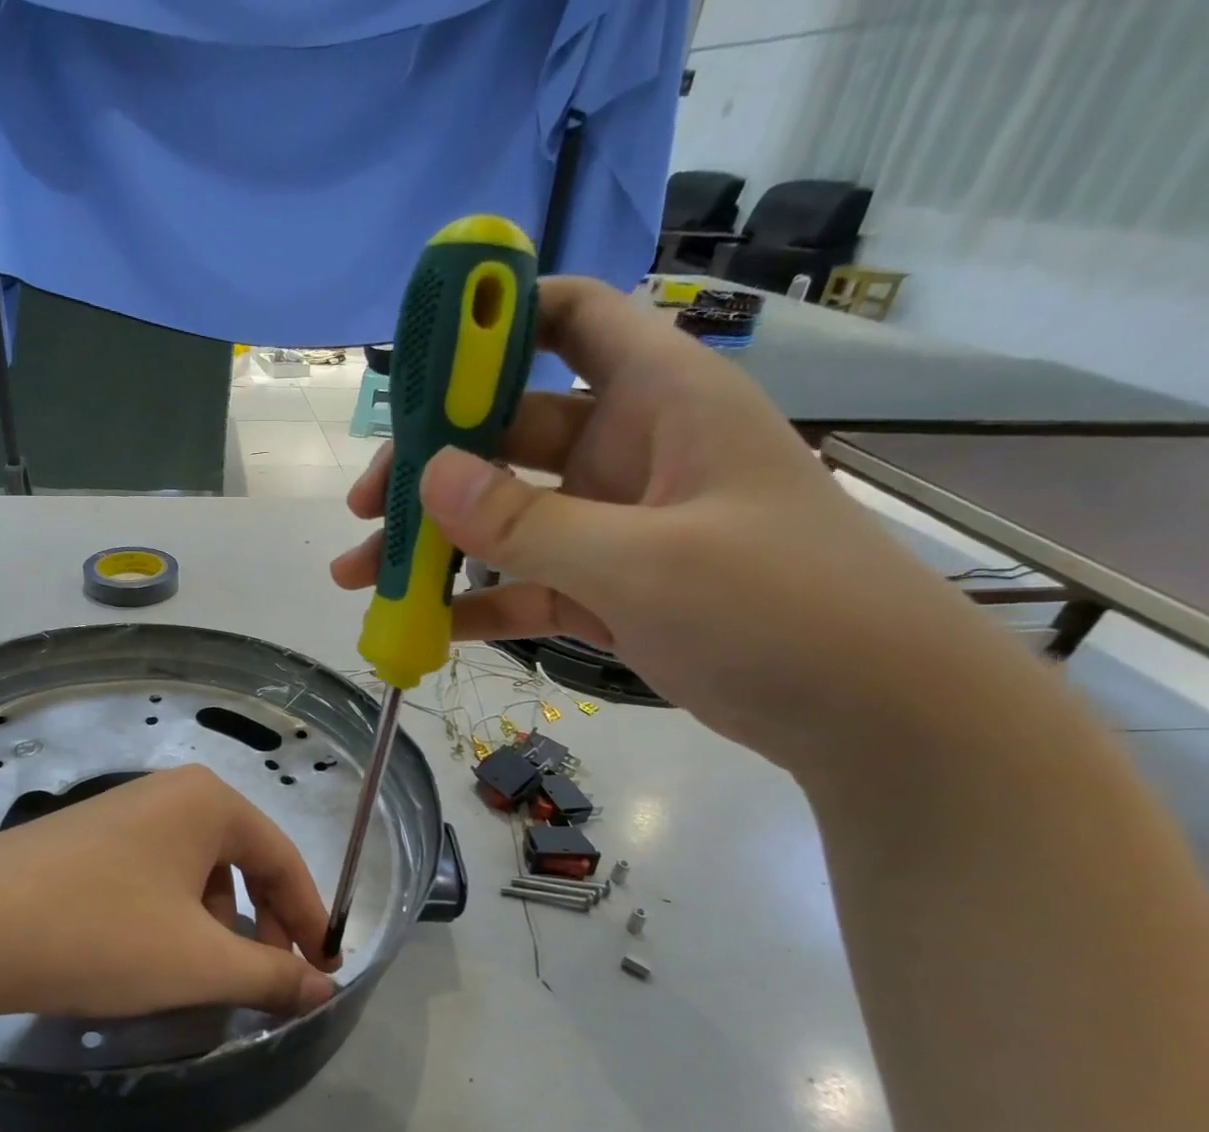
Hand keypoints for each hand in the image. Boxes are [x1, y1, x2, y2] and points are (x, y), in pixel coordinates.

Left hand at [0, 766, 339, 1035]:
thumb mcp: (199, 962)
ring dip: (213, 924)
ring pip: (195, 871)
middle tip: (265, 979)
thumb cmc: (101, 933)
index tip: (321, 971)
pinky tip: (147, 955)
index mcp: (209, 803)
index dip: (309, 918)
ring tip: (200, 974)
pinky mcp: (83, 839)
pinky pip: (152, 874)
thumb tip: (327, 987)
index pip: (283, 859)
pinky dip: (169, 916)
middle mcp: (169, 794)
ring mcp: (121, 812)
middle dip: (261, 924)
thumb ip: (273, 976)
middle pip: (241, 861)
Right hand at [331, 278, 1016, 773]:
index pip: (571, 318)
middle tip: (364, 507)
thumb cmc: (779, 609)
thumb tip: (427, 477)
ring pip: (506, 516)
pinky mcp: (608, 591)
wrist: (869, 714)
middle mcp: (630, 450)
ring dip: (436, 544)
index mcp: (660, 400)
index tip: (417, 363)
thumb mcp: (645, 562)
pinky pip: (525, 584)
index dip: (495, 321)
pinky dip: (477, 603)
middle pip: (508, 430)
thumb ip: (528, 522)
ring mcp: (615, 526)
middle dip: (431, 464)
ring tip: (360, 577)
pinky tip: (424, 627)